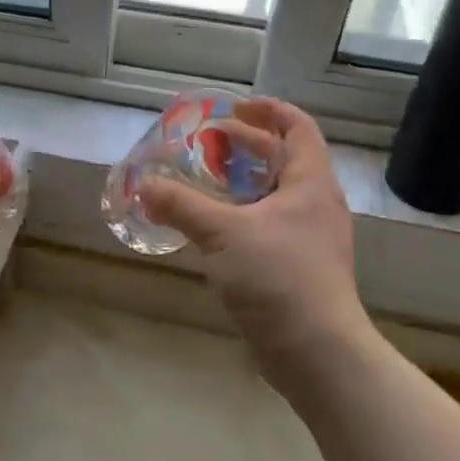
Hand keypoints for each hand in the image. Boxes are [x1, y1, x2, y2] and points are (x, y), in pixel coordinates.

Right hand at [139, 99, 370, 396]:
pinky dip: (240, 214)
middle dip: (244, 145)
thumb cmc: (278, 278)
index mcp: (310, 183)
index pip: (298, 127)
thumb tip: (142, 185)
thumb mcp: (223, 234)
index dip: (267, 110)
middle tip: (205, 143)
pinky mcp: (297, 266)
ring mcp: (308, 237)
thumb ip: (181, 205)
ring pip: (272, 194)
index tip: (232, 107)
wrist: (317, 353)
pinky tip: (210, 226)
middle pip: (282, 158)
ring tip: (202, 180)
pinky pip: (266, 224)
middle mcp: (314, 204)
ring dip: (239, 181)